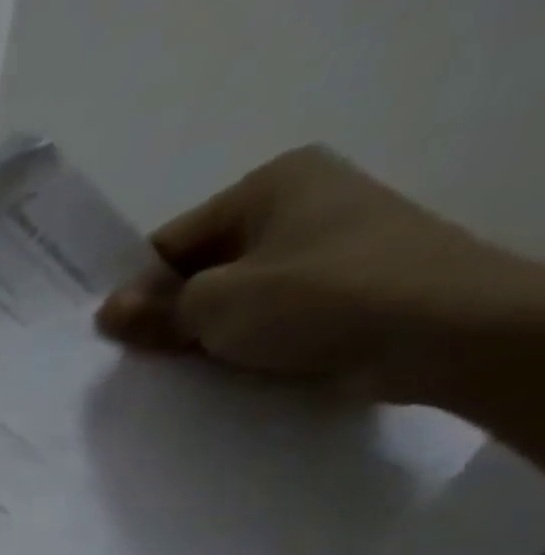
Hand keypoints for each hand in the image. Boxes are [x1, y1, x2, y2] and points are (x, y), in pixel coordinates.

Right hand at [96, 145, 544, 457]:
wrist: (446, 332)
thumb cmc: (319, 298)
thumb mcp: (216, 305)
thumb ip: (155, 310)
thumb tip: (108, 311)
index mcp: (271, 183)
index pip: (171, 241)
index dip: (135, 289)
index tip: (108, 335)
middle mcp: (302, 201)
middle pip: (202, 267)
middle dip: (169, 313)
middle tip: (134, 359)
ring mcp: (329, 244)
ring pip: (235, 294)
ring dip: (204, 333)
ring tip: (176, 370)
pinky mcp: (345, 286)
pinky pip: (271, 314)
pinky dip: (243, 341)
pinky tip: (222, 370)